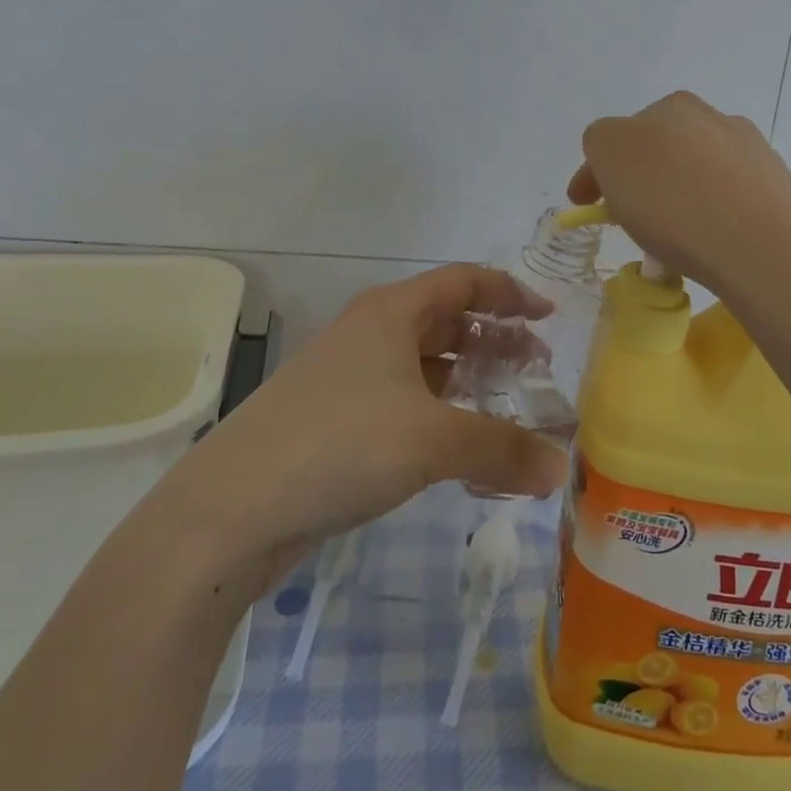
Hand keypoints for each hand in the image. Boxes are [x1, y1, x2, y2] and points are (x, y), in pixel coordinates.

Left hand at [175, 265, 569, 566]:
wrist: (229, 509)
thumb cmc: (341, 445)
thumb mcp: (434, 440)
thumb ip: (503, 448)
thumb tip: (561, 470)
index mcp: (392, 311)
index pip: (465, 281)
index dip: (511, 294)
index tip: (548, 319)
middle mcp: (370, 332)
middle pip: (446, 320)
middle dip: (494, 340)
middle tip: (536, 370)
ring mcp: (348, 376)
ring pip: (423, 364)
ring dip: (467, 379)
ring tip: (505, 408)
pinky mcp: (334, 420)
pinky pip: (403, 402)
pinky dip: (438, 414)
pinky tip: (458, 449)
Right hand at [568, 91, 790, 290]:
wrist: (761, 245)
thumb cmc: (672, 200)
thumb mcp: (609, 154)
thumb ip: (602, 142)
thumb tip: (617, 152)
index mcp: (672, 107)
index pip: (619, 134)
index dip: (594, 171)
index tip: (584, 206)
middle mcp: (716, 119)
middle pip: (662, 150)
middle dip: (642, 178)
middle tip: (629, 217)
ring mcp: (754, 152)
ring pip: (700, 173)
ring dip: (680, 195)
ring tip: (672, 239)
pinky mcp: (781, 188)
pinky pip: (733, 199)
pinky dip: (716, 214)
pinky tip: (711, 240)